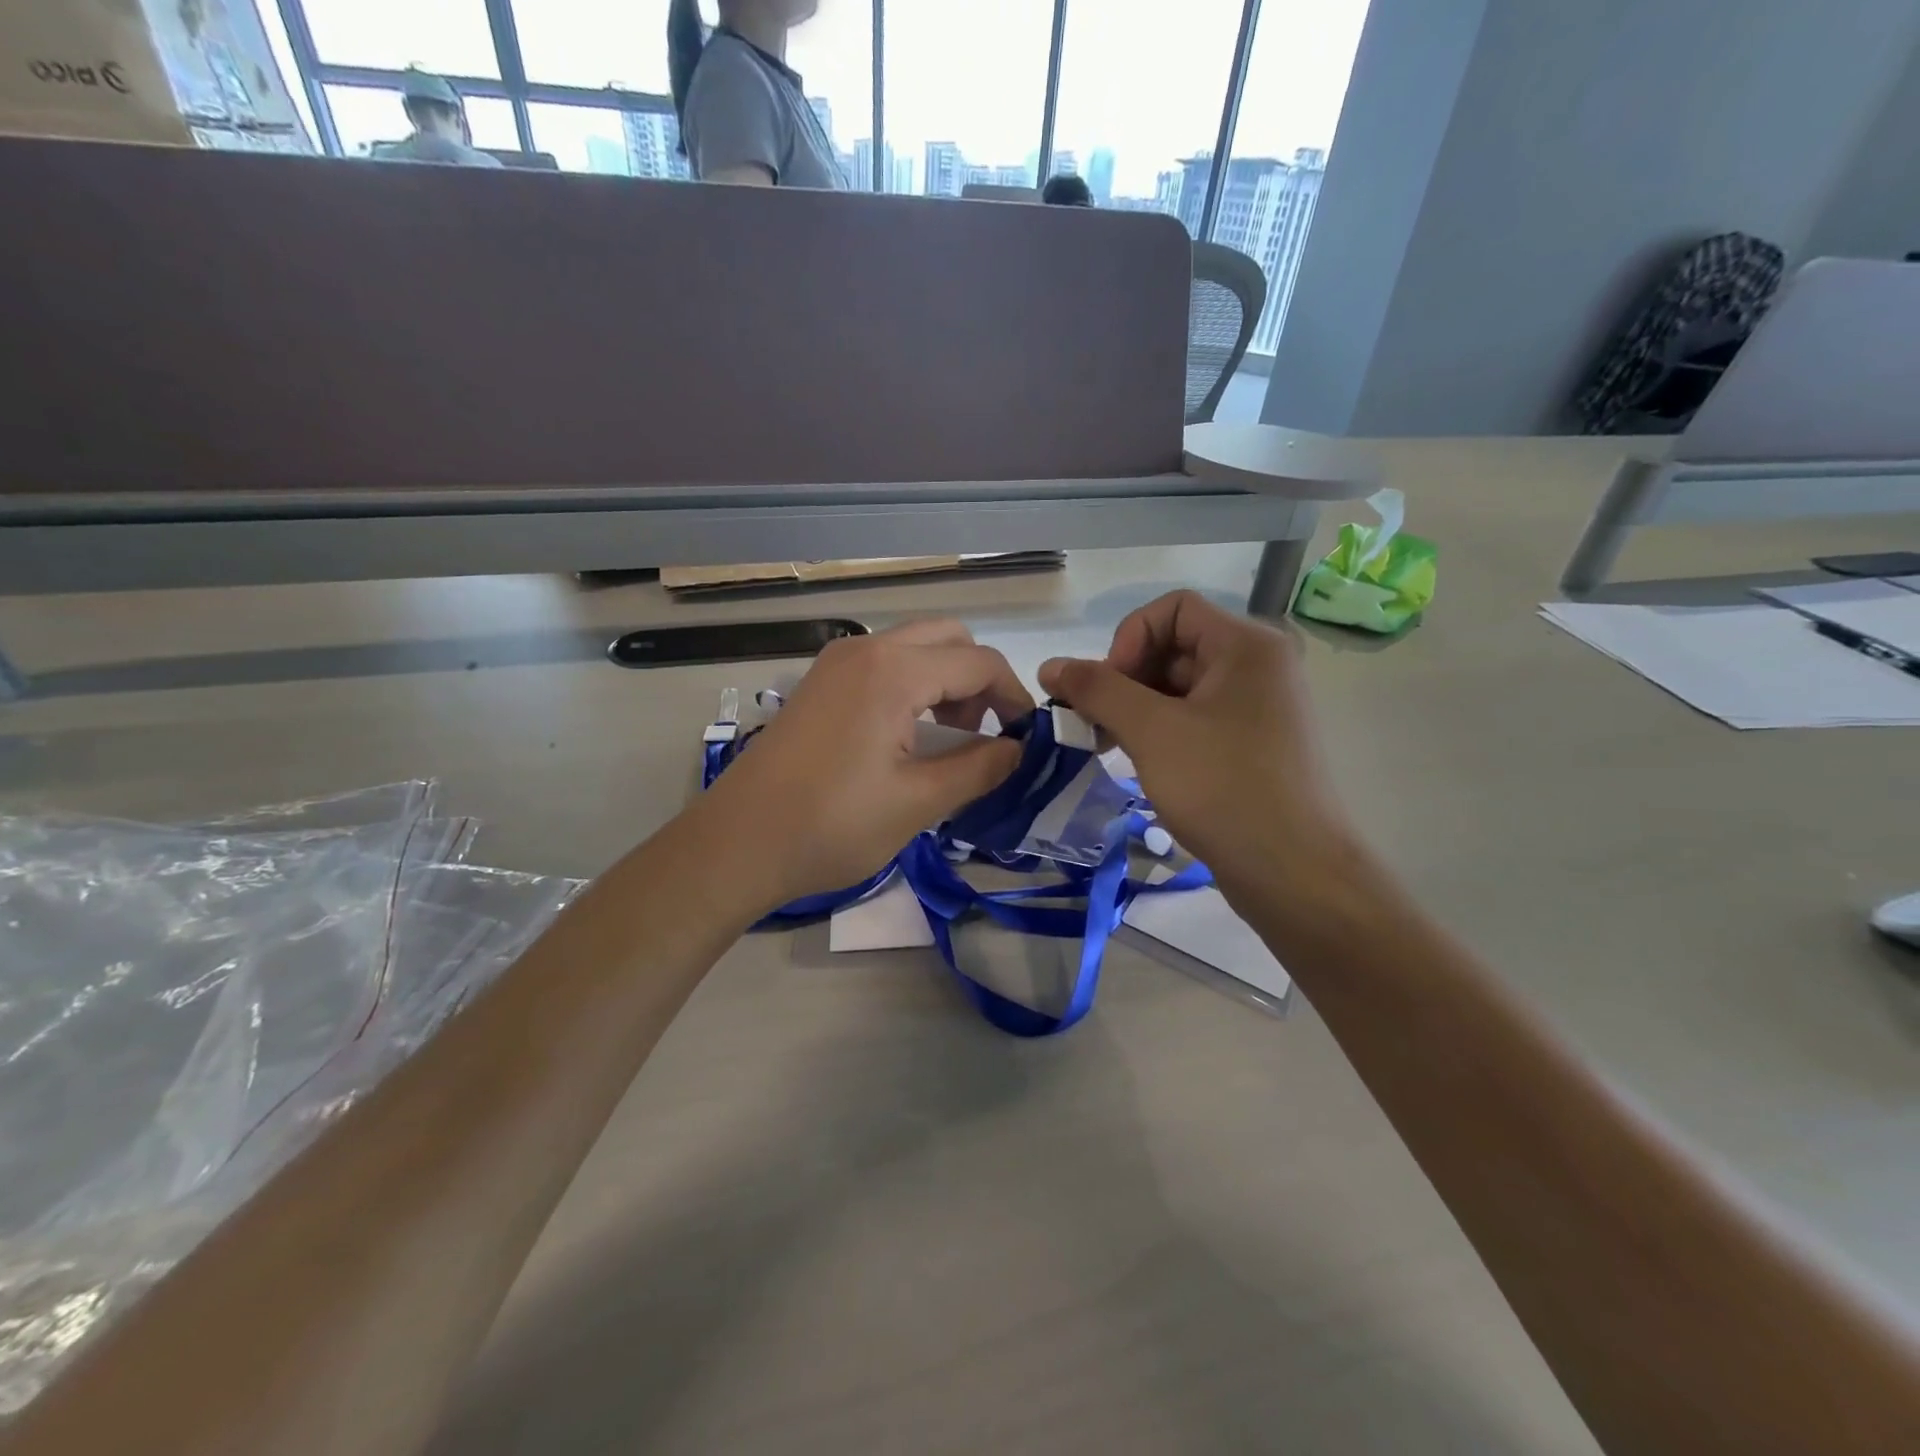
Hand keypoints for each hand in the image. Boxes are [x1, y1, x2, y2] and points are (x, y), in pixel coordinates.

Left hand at [701, 621, 1032, 910]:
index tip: (1025, 740)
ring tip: (951, 738)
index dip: (1014, 697)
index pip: (980, 662)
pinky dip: (913, 685)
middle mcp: (866, 650)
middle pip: (949, 639)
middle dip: (980, 680)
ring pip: (915, 647)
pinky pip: (884, 664)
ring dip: (946, 681)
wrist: (738, 843)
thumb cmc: (831, 825)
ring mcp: (836, 662)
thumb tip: (1018, 750)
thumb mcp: (917, 803)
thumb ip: (979, 769)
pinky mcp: (820, 683)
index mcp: (893, 671)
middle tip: (984, 734)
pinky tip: (909, 735)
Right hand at [1039, 591, 1353, 904]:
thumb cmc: (1223, 788)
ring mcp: (1259, 707)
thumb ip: (1097, 690)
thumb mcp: (1151, 731)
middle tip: (1096, 724)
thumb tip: (1050, 665)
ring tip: (1109, 746)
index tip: (1106, 690)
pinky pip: (1196, 719)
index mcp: (1246, 645)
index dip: (1127, 639)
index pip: (1171, 609)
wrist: (1294, 872)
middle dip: (1126, 679)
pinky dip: (1161, 731)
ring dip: (1137, 708)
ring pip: (1181, 687)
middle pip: (1175, 646)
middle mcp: (1258, 666)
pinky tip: (1140, 762)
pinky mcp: (1253, 745)